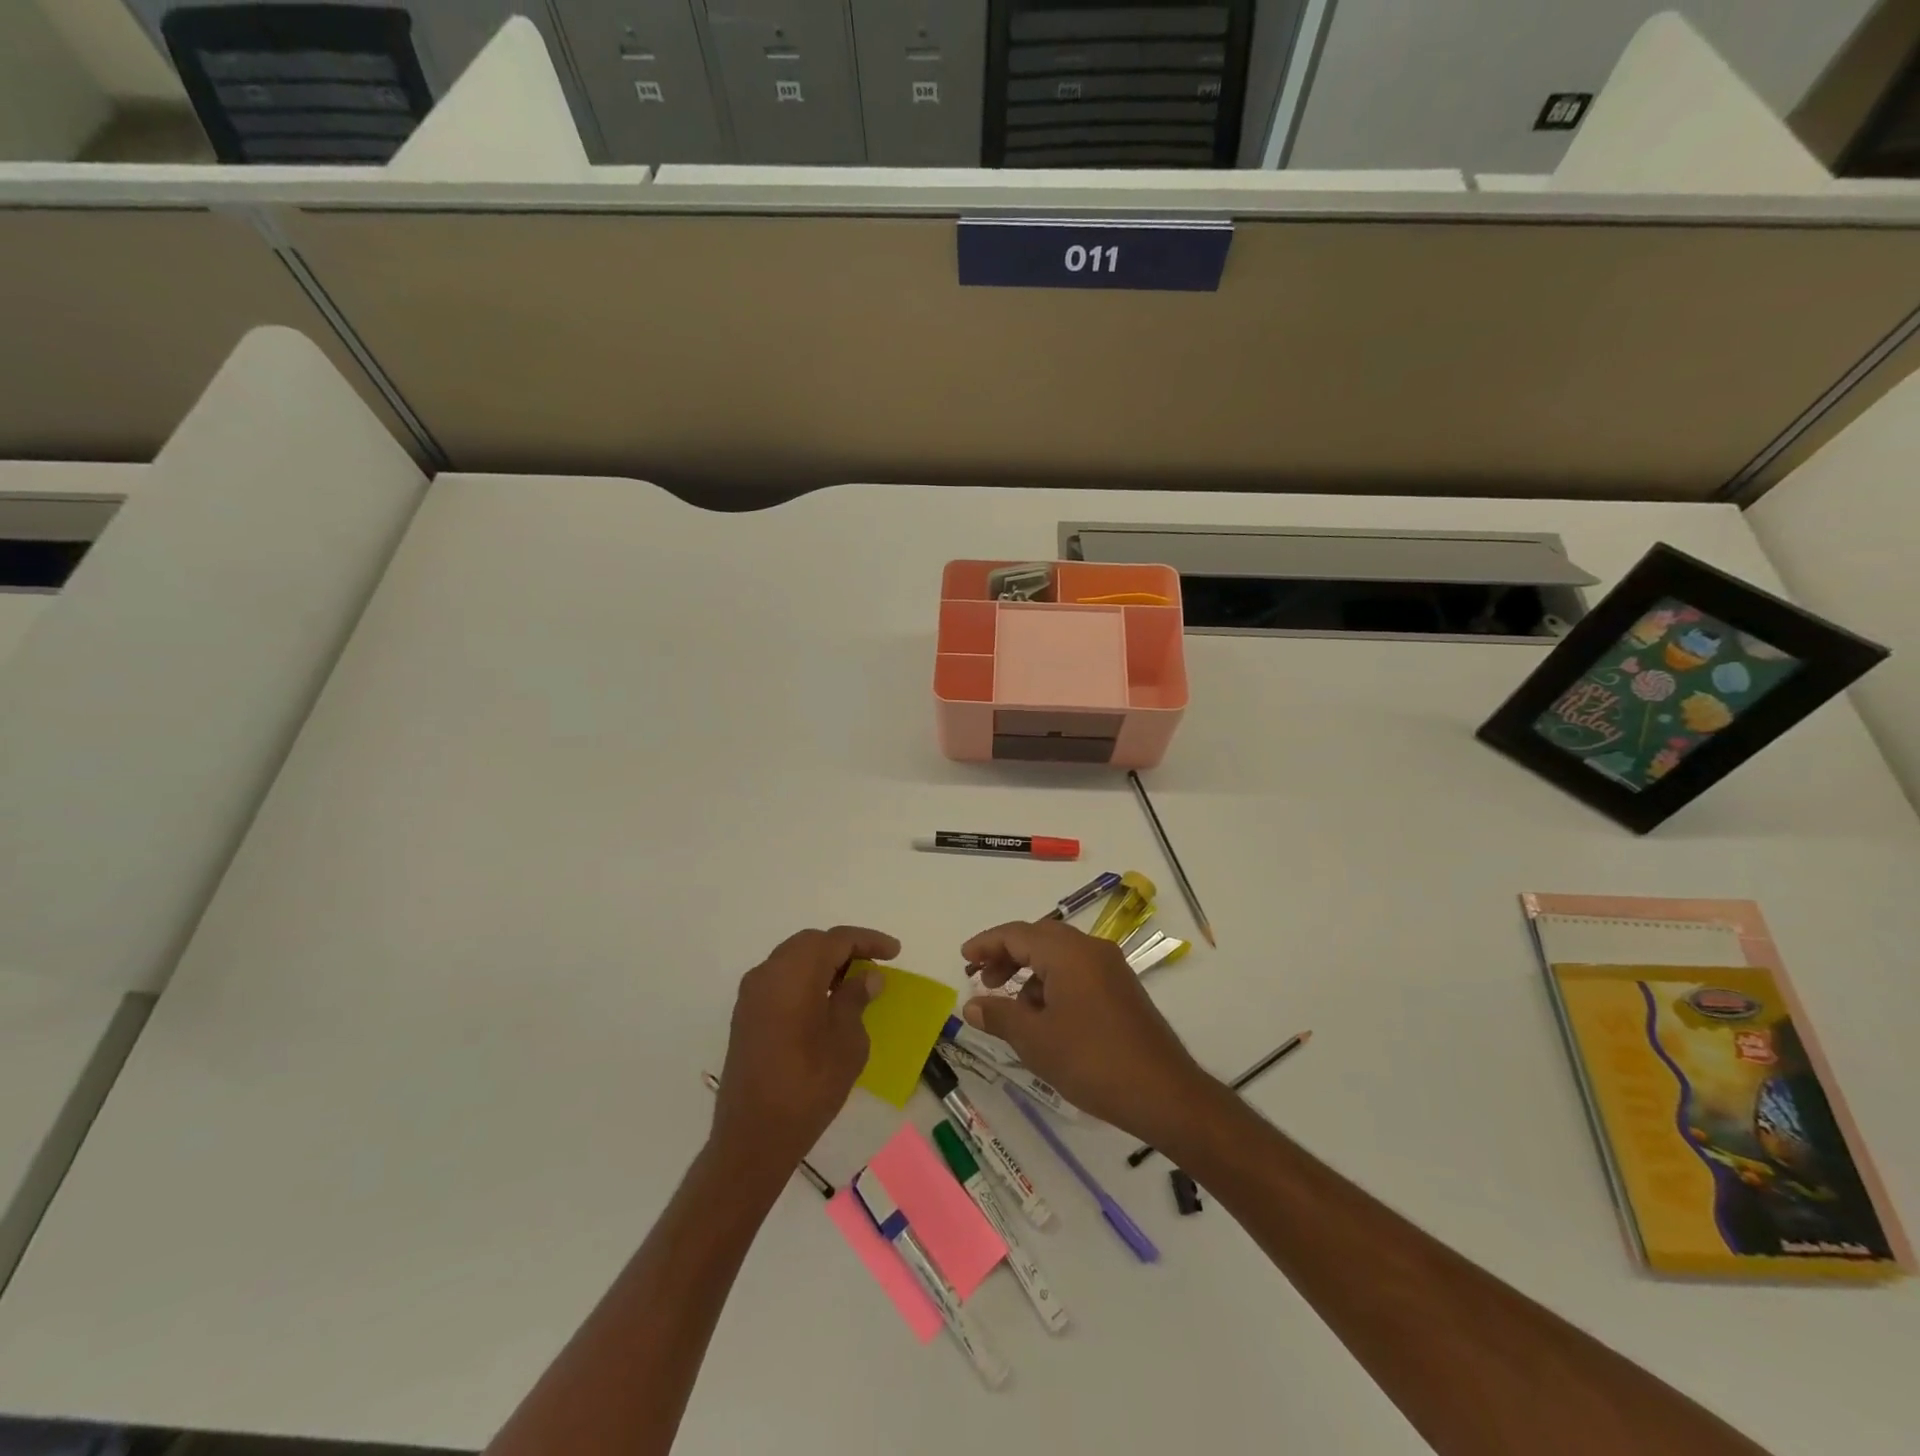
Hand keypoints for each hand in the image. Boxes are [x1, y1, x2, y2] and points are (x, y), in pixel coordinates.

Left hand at [712, 925, 898, 1171]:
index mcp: (794, 974)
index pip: (836, 940)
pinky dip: (805, 979)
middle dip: (844, 948)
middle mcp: (768, 973)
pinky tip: (825, 1001)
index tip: (895, 952)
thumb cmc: (808, 1087)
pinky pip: (780, 979)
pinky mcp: (746, 1015)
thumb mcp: (847, 1041)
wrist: (753, 1138)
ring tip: (854, 983)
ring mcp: (752, 994)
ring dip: (823, 963)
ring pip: (792, 959)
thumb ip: (855, 999)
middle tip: (874, 966)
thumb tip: (867, 976)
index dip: (868, 941)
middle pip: (811, 943)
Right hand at [961, 920, 1210, 1145]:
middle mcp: (1091, 950)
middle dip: (1006, 956)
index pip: (1017, 934)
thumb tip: (972, 1004)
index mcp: (1068, 953)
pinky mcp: (1121, 989)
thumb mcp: (1036, 1040)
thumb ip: (999, 1016)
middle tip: (981, 980)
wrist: (1164, 1093)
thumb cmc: (1092, 1061)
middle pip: (1038, 938)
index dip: (987, 944)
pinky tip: (1043, 1017)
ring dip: (1029, 972)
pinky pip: (1077, 972)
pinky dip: (1052, 983)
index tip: (963, 958)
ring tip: (1010, 1005)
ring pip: (1059, 956)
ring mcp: (1111, 968)